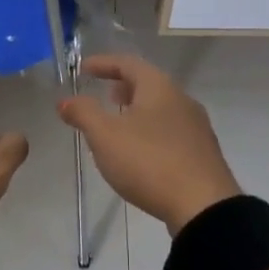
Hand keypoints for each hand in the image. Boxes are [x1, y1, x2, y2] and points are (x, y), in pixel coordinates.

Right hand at [57, 54, 239, 234]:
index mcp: (159, 87)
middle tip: (104, 95)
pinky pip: (171, 129)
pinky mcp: (202, 152)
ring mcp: (196, 126)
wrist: (204, 206)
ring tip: (119, 124)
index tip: (83, 69)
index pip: (128, 63)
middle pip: (149, 83)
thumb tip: (65, 100)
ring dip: (138, 109)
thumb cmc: (149, 161)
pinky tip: (142, 151)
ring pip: (161, 107)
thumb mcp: (106, 136)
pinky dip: (151, 129)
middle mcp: (181, 99)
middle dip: (123, 86)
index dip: (103, 63)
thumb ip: (84, 114)